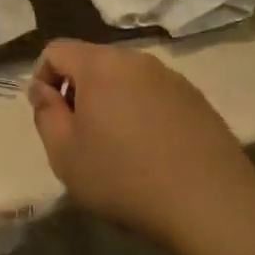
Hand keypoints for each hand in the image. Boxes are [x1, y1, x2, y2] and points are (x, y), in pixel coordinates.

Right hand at [29, 40, 254, 252]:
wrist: (212, 205)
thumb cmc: (125, 178)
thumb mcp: (65, 154)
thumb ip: (45, 114)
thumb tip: (42, 90)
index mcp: (99, 65)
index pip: (56, 50)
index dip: (42, 77)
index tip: (48, 114)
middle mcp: (136, 60)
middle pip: (92, 61)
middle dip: (77, 89)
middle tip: (79, 134)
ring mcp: (171, 78)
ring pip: (125, 78)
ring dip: (111, 101)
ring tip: (116, 145)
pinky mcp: (197, 99)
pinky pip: (154, 95)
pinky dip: (142, 112)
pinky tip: (151, 151)